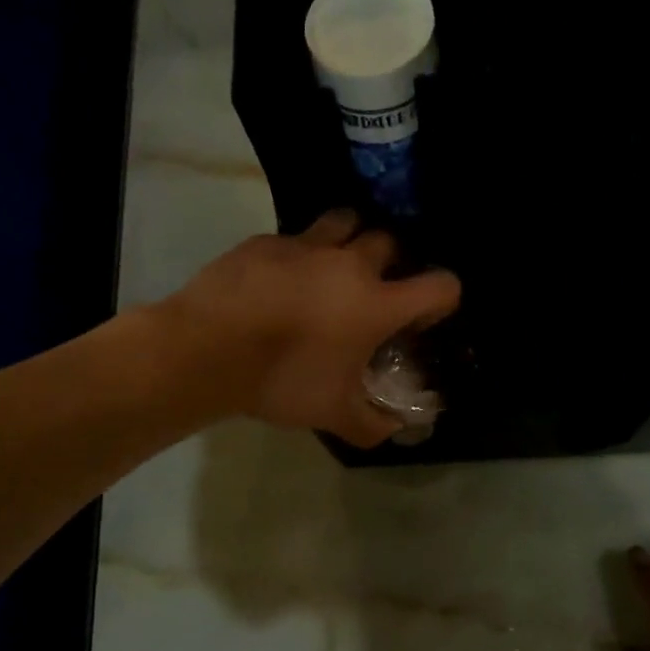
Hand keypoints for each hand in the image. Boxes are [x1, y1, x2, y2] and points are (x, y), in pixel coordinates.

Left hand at [159, 210, 460, 446]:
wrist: (207, 350)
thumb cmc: (283, 379)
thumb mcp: (333, 414)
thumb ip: (373, 424)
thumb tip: (396, 429)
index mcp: (377, 303)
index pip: (440, 285)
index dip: (442, 300)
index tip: (420, 321)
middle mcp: (349, 263)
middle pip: (390, 241)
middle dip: (392, 263)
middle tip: (374, 292)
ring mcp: (305, 246)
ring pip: (344, 222)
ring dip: (349, 239)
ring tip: (334, 267)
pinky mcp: (265, 241)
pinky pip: (294, 237)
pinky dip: (298, 254)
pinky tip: (280, 280)